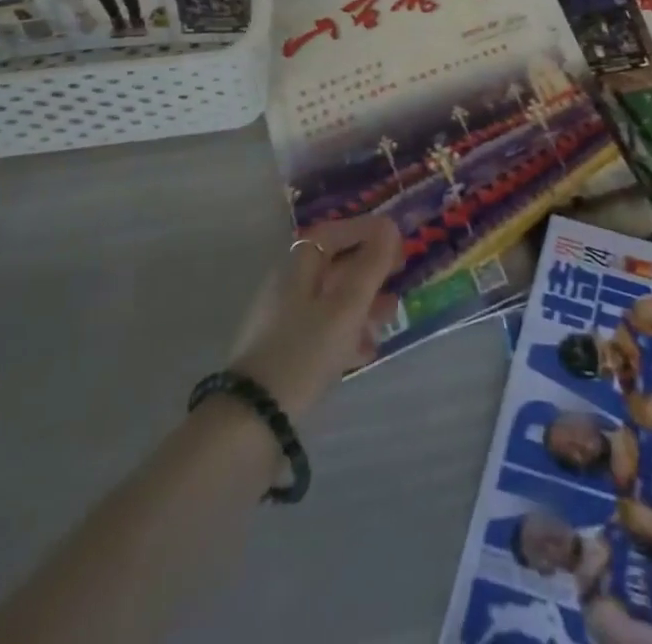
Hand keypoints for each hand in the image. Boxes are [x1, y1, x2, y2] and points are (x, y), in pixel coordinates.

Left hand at [227, 215, 402, 418]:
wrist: (252, 424)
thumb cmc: (303, 353)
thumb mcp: (346, 307)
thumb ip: (370, 265)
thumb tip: (389, 227)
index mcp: (295, 270)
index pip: (330, 234)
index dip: (362, 229)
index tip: (393, 237)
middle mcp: (287, 291)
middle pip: (332, 267)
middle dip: (368, 268)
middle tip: (398, 274)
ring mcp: (283, 325)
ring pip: (330, 301)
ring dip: (363, 302)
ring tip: (390, 315)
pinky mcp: (284, 358)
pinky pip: (322, 333)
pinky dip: (348, 333)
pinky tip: (367, 350)